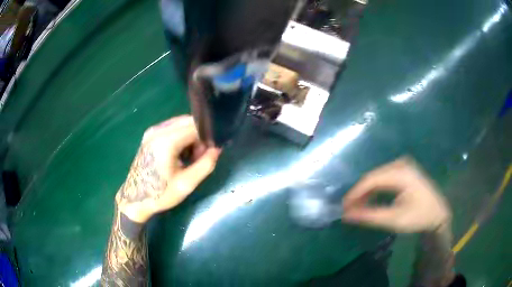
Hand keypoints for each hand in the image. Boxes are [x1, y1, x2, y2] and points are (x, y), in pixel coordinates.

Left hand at [116, 115, 220, 223]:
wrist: (135, 199)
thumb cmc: (160, 193)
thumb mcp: (187, 183)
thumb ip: (206, 164)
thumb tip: (217, 149)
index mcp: (166, 141)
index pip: (195, 127)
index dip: (206, 139)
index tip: (208, 155)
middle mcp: (158, 130)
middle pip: (187, 122)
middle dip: (198, 136)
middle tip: (199, 157)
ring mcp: (151, 131)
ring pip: (180, 124)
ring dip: (189, 136)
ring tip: (189, 158)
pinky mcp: (149, 135)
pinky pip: (171, 128)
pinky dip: (180, 137)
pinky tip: (179, 154)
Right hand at [342, 157, 450, 232]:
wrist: (438, 214)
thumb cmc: (419, 217)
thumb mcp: (394, 219)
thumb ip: (370, 216)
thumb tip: (346, 215)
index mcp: (402, 173)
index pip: (371, 179)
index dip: (355, 193)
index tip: (343, 207)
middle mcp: (401, 164)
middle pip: (374, 176)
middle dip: (359, 193)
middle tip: (348, 209)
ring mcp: (403, 166)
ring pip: (378, 177)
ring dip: (366, 192)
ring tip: (357, 207)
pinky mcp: (404, 171)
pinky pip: (384, 178)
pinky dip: (375, 190)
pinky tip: (369, 200)